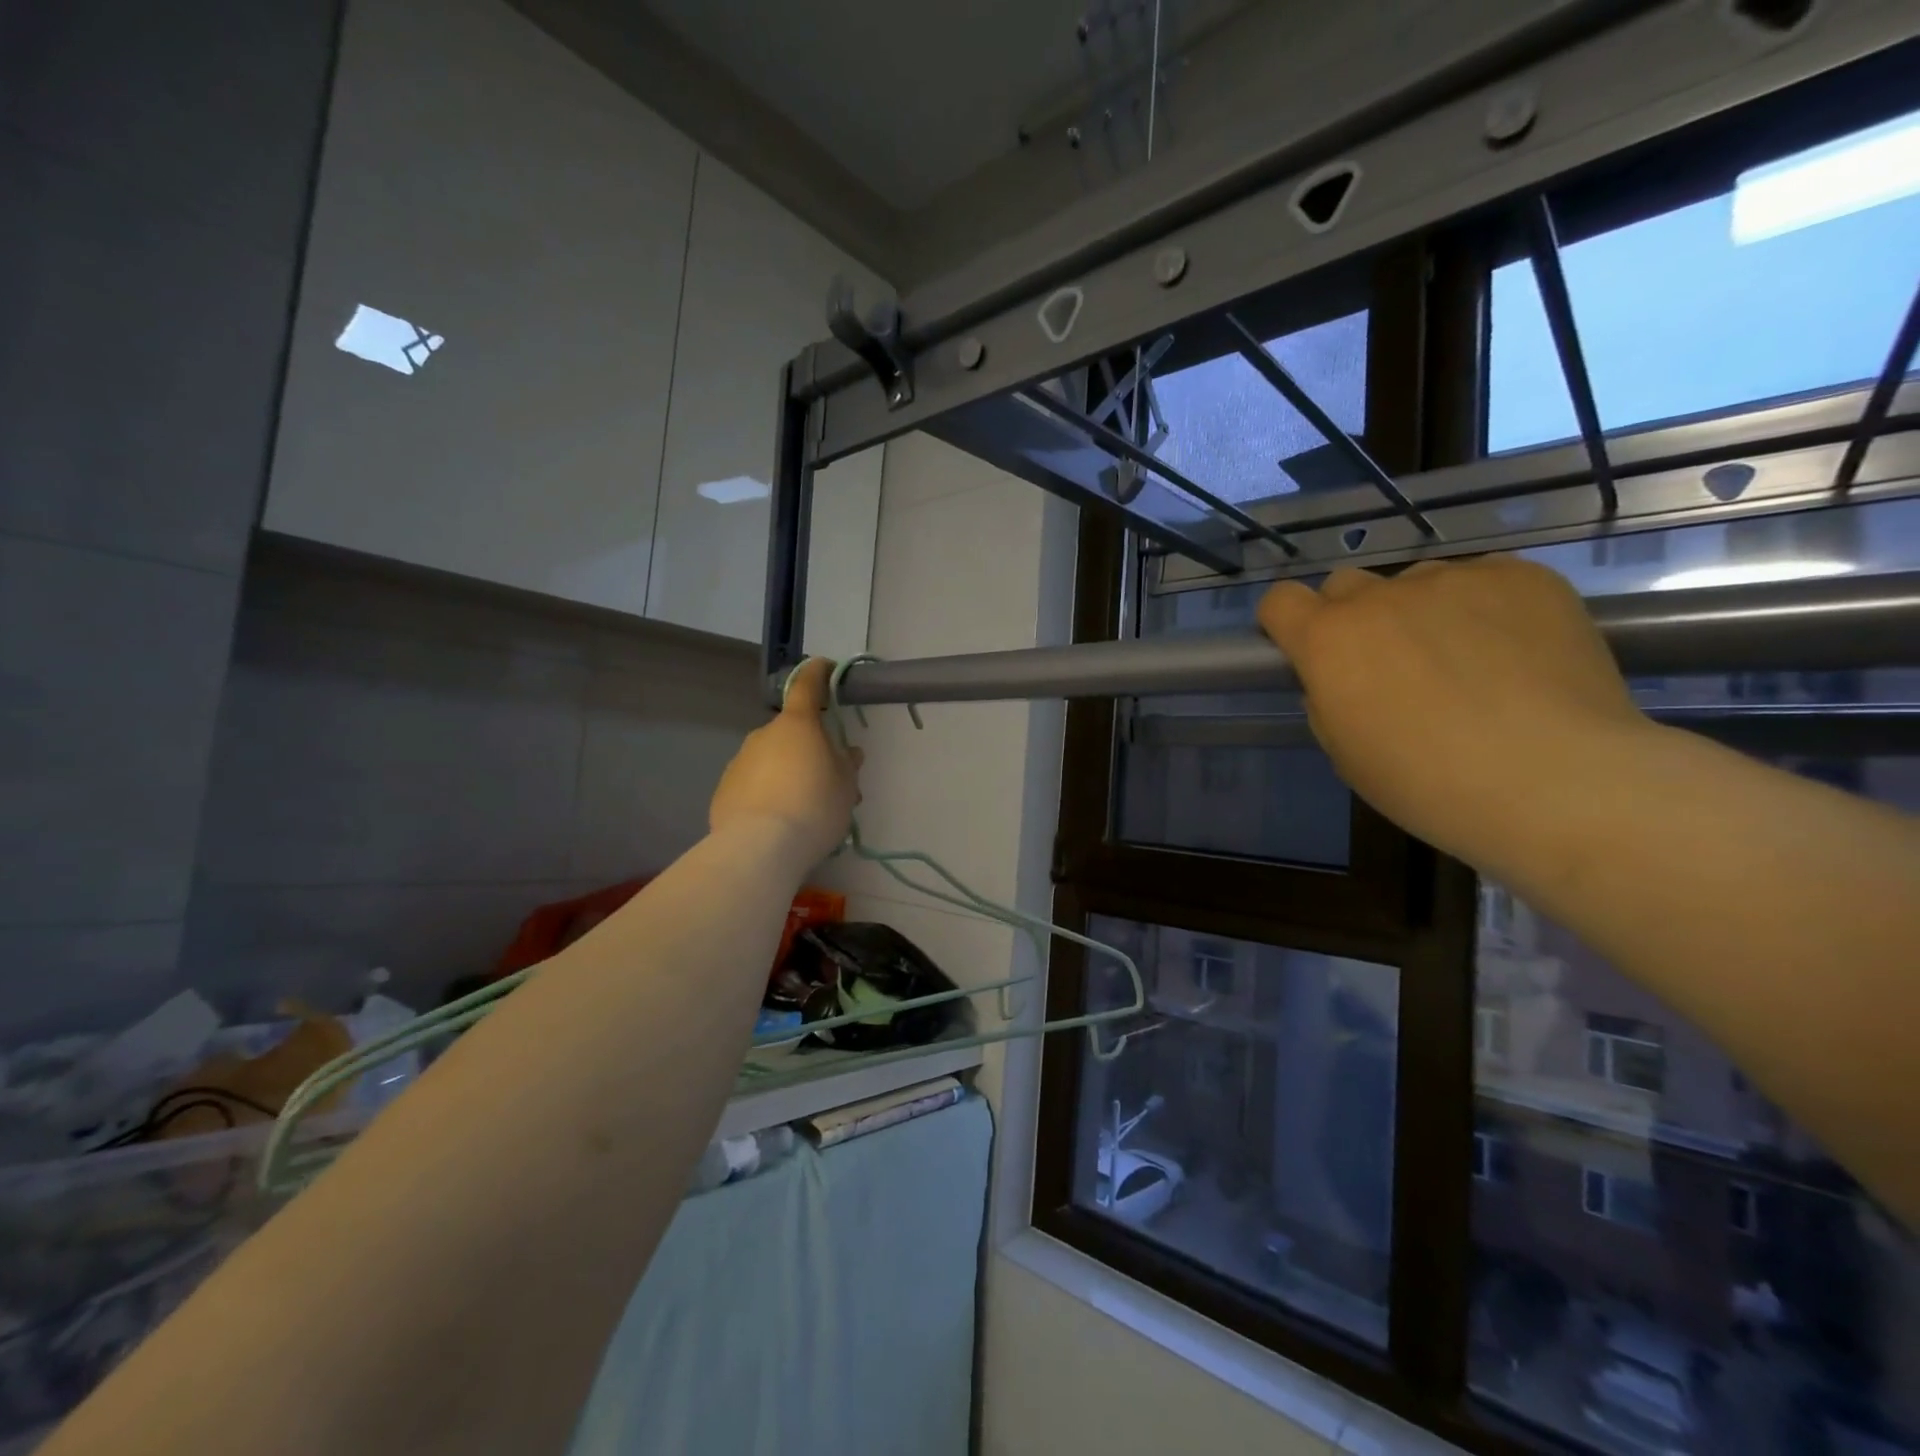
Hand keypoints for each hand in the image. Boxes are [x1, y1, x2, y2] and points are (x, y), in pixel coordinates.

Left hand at [709, 658, 861, 867]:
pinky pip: (752, 784)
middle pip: (790, 732)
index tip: (827, 669)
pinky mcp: (723, 790)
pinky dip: (766, 794)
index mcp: (797, 724)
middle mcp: (763, 734)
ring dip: (787, 773)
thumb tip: (847, 752)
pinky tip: (777, 822)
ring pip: (770, 759)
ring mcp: (739, 761)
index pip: (808, 685)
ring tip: (803, 810)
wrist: (760, 847)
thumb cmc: (814, 806)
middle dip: (808, 748)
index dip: (819, 673)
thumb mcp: (846, 787)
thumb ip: (847, 764)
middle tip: (828, 779)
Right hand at [1256, 557, 1650, 870]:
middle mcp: (1381, 596)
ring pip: (1418, 583)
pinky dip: (1485, 608)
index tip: (1306, 649)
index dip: (1287, 622)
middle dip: (1353, 617)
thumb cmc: (1427, 783)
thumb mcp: (1345, 752)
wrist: (1556, 782)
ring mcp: (1454, 578)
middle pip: (1345, 585)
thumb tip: (1343, 678)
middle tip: (1389, 664)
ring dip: (1423, 612)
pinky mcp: (1521, 575)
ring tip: (1468, 662)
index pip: (1279, 600)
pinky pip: (1483, 580)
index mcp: (1328, 640)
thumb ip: (1328, 698)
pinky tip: (1515, 653)